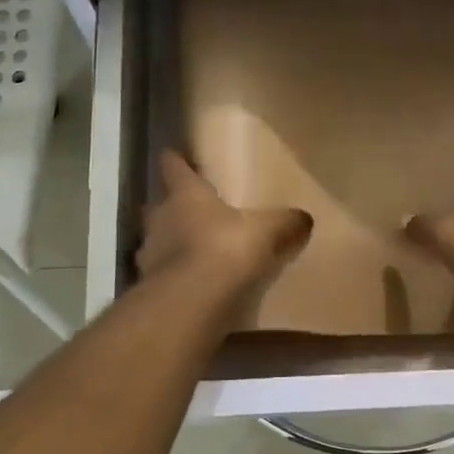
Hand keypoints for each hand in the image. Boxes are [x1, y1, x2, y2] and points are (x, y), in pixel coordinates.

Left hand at [137, 150, 312, 295]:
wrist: (190, 300)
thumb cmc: (225, 248)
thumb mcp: (266, 231)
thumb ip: (284, 222)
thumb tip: (304, 218)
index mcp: (186, 194)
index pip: (172, 166)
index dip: (175, 160)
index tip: (175, 154)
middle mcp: (161, 217)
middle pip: (161, 204)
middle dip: (173, 205)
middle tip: (193, 210)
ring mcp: (149, 252)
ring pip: (158, 239)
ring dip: (172, 243)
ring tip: (195, 251)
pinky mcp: (150, 283)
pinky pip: (163, 273)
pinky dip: (175, 275)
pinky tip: (194, 283)